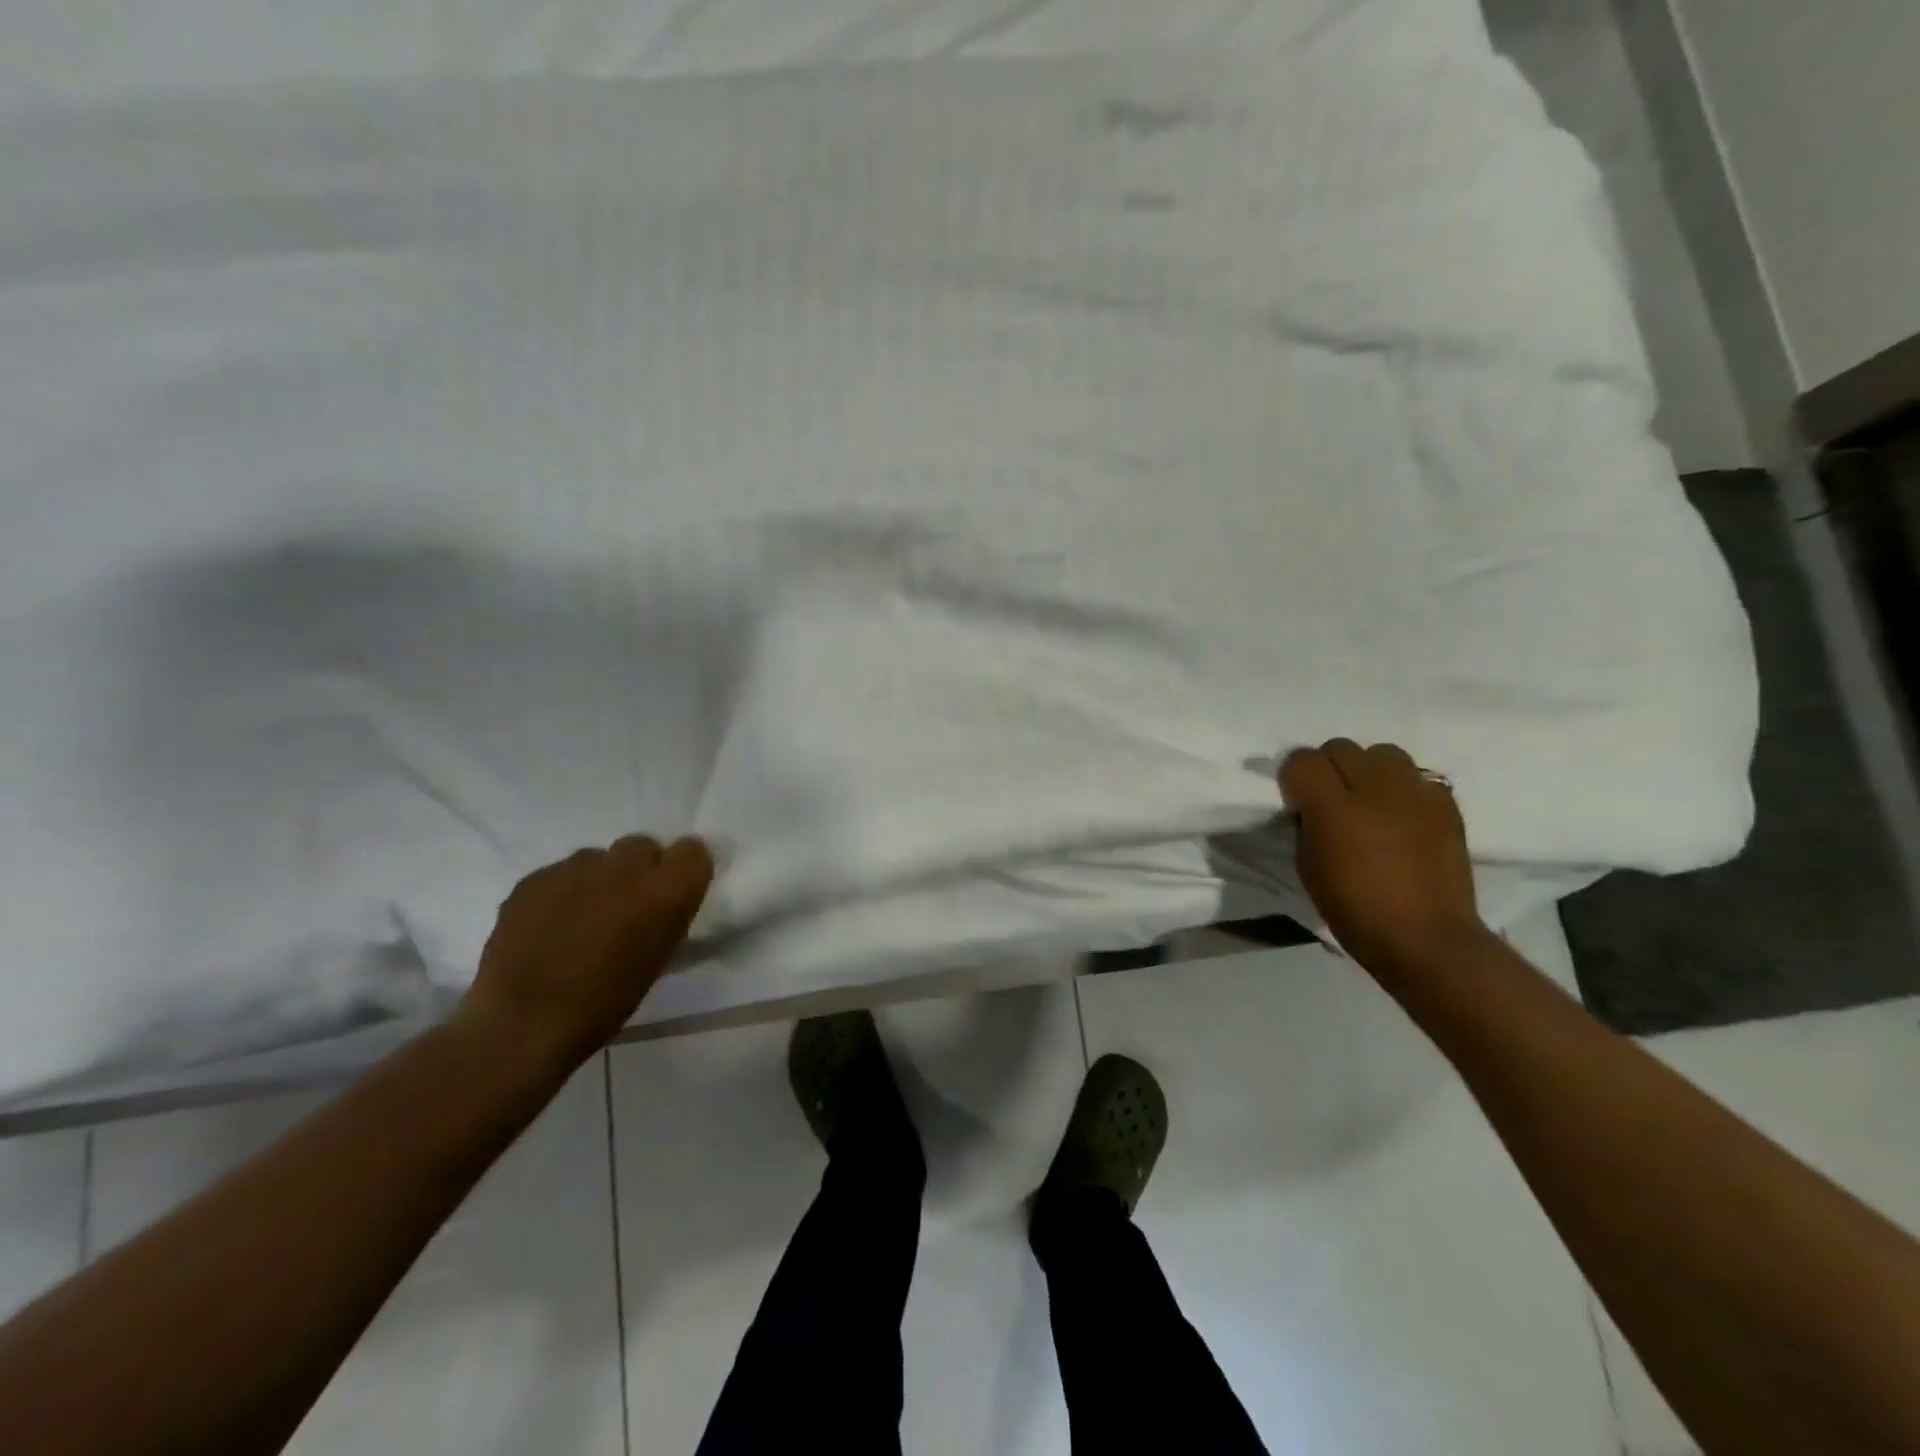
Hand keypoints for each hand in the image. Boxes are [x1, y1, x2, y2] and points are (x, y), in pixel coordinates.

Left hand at [458, 836, 713, 1078]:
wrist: (524, 1025)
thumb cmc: (606, 1003)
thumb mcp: (658, 958)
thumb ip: (667, 915)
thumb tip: (663, 901)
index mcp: (666, 891)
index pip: (693, 850)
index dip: (683, 870)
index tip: (673, 894)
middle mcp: (625, 868)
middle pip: (643, 846)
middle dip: (639, 869)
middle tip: (626, 906)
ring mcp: (575, 869)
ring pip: (598, 858)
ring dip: (599, 880)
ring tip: (582, 918)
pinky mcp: (534, 879)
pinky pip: (559, 873)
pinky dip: (562, 892)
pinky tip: (549, 926)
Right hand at [1280, 739, 1490, 979]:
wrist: (1426, 938)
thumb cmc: (1354, 909)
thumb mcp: (1308, 866)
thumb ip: (1306, 823)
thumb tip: (1310, 805)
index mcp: (1332, 807)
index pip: (1301, 760)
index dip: (1293, 777)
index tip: (1296, 800)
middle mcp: (1374, 787)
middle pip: (1340, 747)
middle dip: (1328, 768)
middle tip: (1330, 800)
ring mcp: (1415, 791)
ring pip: (1382, 753)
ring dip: (1368, 770)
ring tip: (1370, 800)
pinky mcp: (1445, 803)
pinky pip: (1417, 776)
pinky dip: (1404, 788)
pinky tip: (1402, 815)